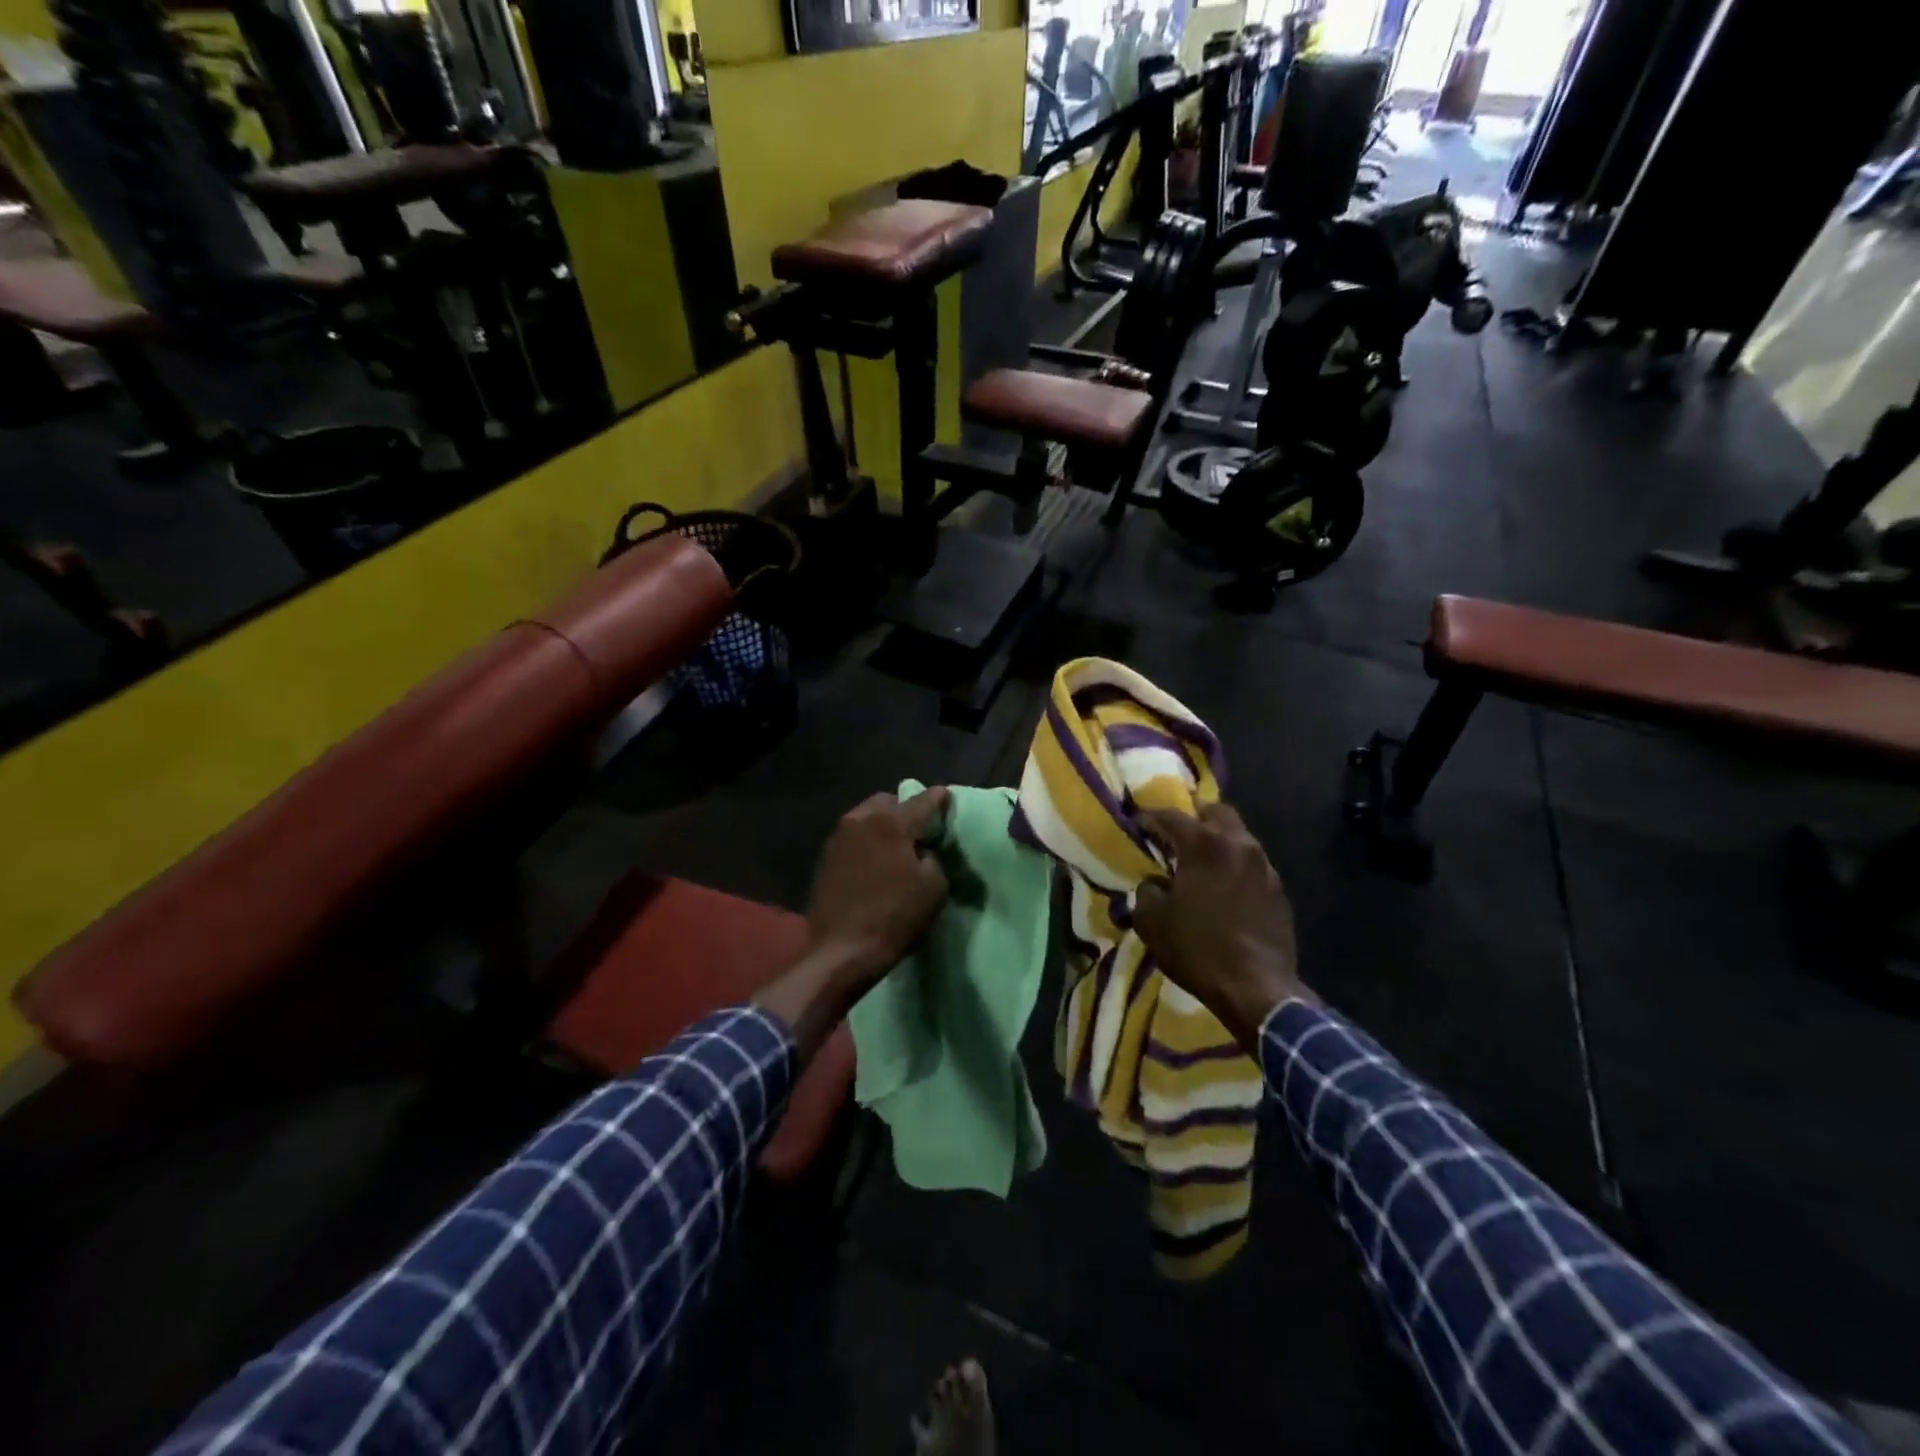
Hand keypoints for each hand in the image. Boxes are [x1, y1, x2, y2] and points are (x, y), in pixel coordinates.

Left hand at [756, 788, 950, 1056]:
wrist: (842, 951)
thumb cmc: (895, 917)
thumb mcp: (934, 888)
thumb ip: (934, 858)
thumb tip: (922, 851)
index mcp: (891, 822)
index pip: (922, 801)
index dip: (938, 799)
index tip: (947, 796)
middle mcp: (861, 820)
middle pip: (888, 802)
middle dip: (905, 810)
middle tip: (919, 830)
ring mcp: (839, 838)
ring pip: (867, 817)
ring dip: (883, 825)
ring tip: (897, 846)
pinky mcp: (826, 858)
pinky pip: (853, 837)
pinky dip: (867, 841)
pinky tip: (876, 861)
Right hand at [1134, 803, 1311, 1049]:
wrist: (1256, 989)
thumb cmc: (1197, 949)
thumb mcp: (1151, 921)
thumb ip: (1147, 891)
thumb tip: (1155, 883)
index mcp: (1205, 845)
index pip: (1171, 816)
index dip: (1150, 817)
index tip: (1137, 822)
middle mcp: (1238, 845)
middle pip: (1216, 812)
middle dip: (1195, 816)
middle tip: (1176, 832)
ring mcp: (1264, 867)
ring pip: (1239, 837)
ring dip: (1218, 842)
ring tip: (1200, 862)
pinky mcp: (1278, 891)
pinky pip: (1252, 865)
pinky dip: (1235, 867)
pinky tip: (1223, 889)